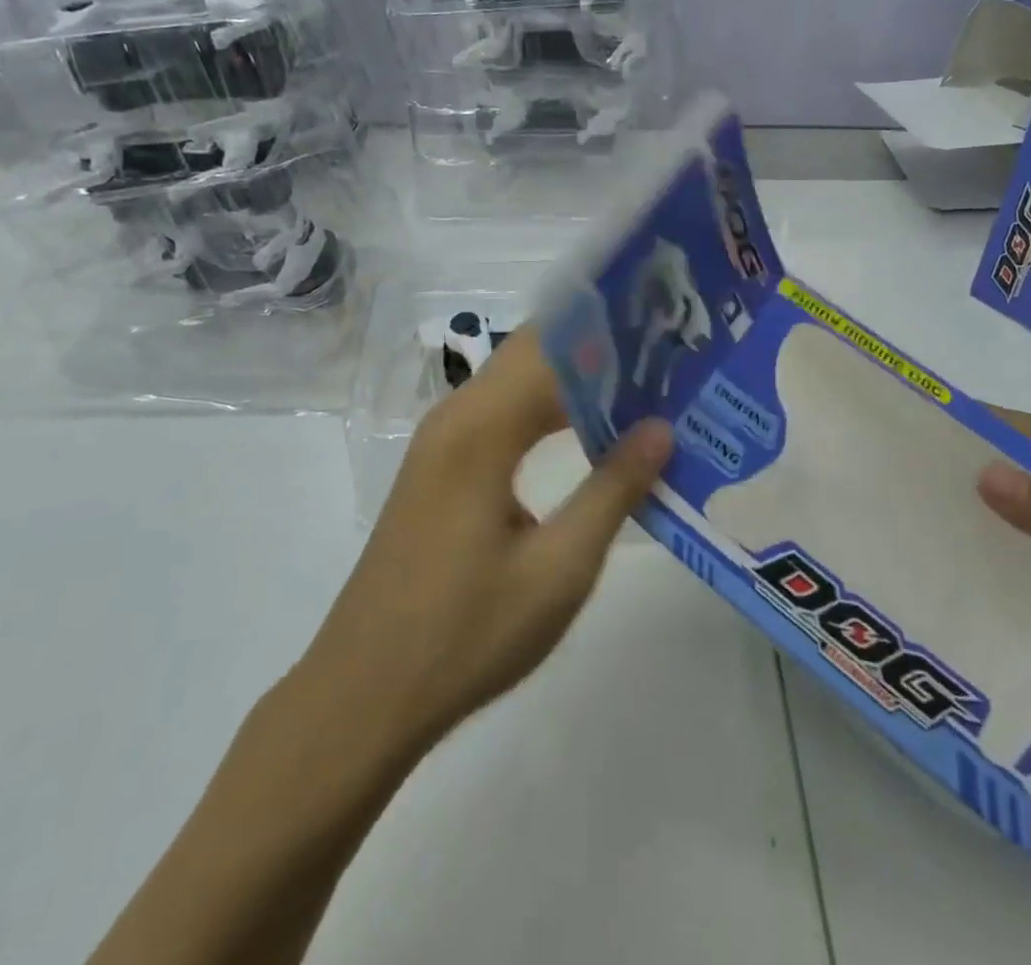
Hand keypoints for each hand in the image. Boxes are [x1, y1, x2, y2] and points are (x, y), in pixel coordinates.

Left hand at [299, 327, 672, 752]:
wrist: (364, 694)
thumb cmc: (466, 634)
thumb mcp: (558, 570)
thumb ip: (613, 490)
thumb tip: (661, 427)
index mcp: (481, 429)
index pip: (554, 348)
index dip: (610, 336)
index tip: (666, 336)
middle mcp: (456, 417)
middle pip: (533, 353)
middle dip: (597, 347)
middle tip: (665, 356)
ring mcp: (442, 441)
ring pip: (516, 381)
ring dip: (574, 377)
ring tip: (641, 383)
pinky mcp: (439, 467)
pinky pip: (502, 412)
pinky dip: (548, 407)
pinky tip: (588, 427)